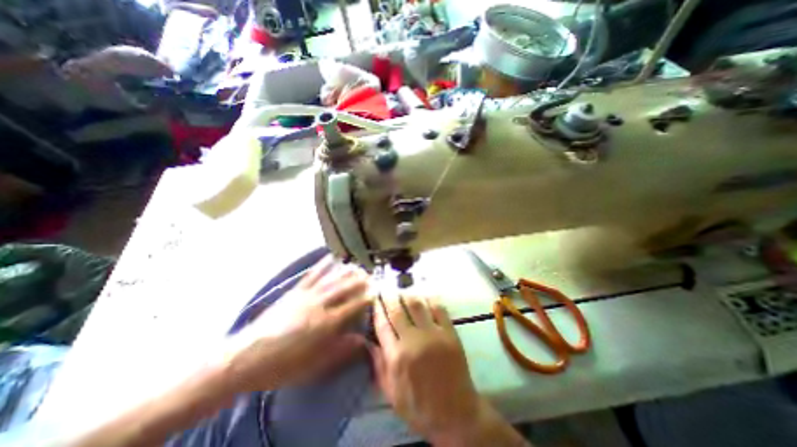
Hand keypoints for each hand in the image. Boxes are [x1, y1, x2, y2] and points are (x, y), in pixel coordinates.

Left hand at [225, 257, 372, 391]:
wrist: (245, 358)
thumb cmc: (283, 365)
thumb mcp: (315, 366)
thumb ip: (342, 350)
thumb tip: (364, 340)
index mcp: (326, 324)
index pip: (354, 306)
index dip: (367, 298)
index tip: (377, 292)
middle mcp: (319, 305)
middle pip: (344, 288)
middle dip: (360, 280)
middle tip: (371, 275)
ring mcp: (306, 295)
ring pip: (331, 278)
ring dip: (346, 271)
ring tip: (357, 265)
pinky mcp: (295, 291)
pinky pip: (312, 274)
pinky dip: (323, 265)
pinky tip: (331, 258)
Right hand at [371, 293, 531, 445]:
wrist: (456, 414)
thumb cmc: (420, 407)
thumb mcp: (392, 393)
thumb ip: (378, 365)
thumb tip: (366, 341)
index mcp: (397, 357)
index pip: (382, 325)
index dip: (377, 309)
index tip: (374, 299)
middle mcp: (414, 341)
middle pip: (397, 310)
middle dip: (389, 297)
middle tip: (385, 288)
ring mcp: (434, 334)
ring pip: (416, 305)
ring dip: (407, 294)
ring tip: (401, 290)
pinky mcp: (450, 332)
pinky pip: (438, 308)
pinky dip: (430, 299)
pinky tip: (424, 294)